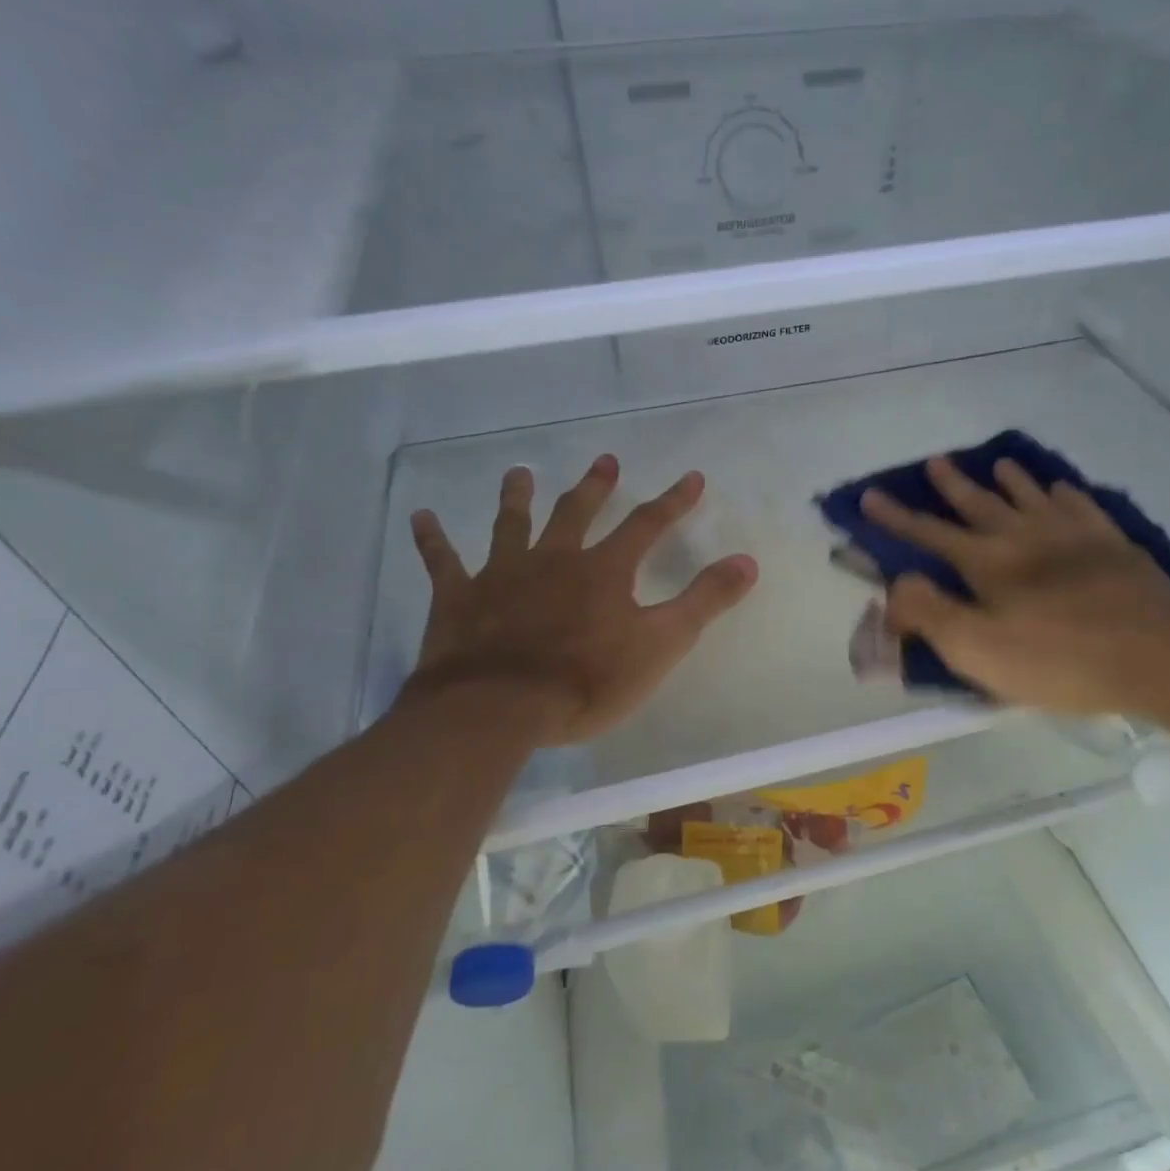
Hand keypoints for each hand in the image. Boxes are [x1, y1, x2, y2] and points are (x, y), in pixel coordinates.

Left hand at [402, 455, 757, 743]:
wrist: (498, 708)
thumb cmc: (586, 681)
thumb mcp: (660, 644)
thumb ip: (704, 601)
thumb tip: (748, 561)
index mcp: (603, 571)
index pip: (646, 525)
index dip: (672, 501)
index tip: (692, 477)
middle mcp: (553, 560)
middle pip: (576, 514)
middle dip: (595, 488)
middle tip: (605, 462)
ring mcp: (502, 575)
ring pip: (511, 525)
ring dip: (517, 498)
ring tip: (519, 473)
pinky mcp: (458, 599)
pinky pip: (442, 562)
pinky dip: (432, 540)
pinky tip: (421, 517)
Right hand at [863, 456, 1169, 721]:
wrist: (1158, 654)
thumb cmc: (1059, 659)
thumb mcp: (977, 650)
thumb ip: (929, 614)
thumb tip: (894, 585)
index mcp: (987, 563)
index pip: (928, 534)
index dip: (895, 518)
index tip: (869, 495)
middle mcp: (1024, 537)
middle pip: (979, 504)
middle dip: (952, 486)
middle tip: (935, 462)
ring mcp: (1072, 535)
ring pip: (1029, 497)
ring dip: (1008, 480)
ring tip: (996, 463)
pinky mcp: (1112, 545)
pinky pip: (1080, 506)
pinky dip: (1064, 494)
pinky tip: (1062, 489)